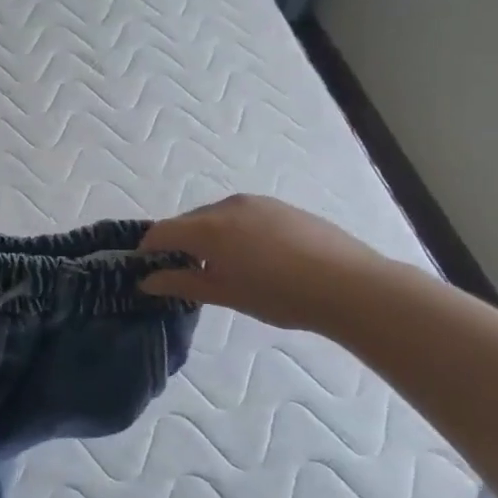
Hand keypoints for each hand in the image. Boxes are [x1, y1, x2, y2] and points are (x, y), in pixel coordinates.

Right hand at [139, 194, 386, 331]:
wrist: (350, 285)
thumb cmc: (278, 294)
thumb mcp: (224, 294)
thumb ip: (181, 282)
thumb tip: (147, 280)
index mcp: (207, 227)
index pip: (161, 232)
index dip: (148, 250)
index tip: (147, 271)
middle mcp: (227, 206)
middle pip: (187, 222)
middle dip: (179, 244)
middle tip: (185, 274)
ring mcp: (257, 203)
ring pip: (217, 217)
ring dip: (208, 238)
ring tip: (223, 268)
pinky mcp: (282, 207)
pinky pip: (243, 216)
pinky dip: (235, 233)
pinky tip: (255, 259)